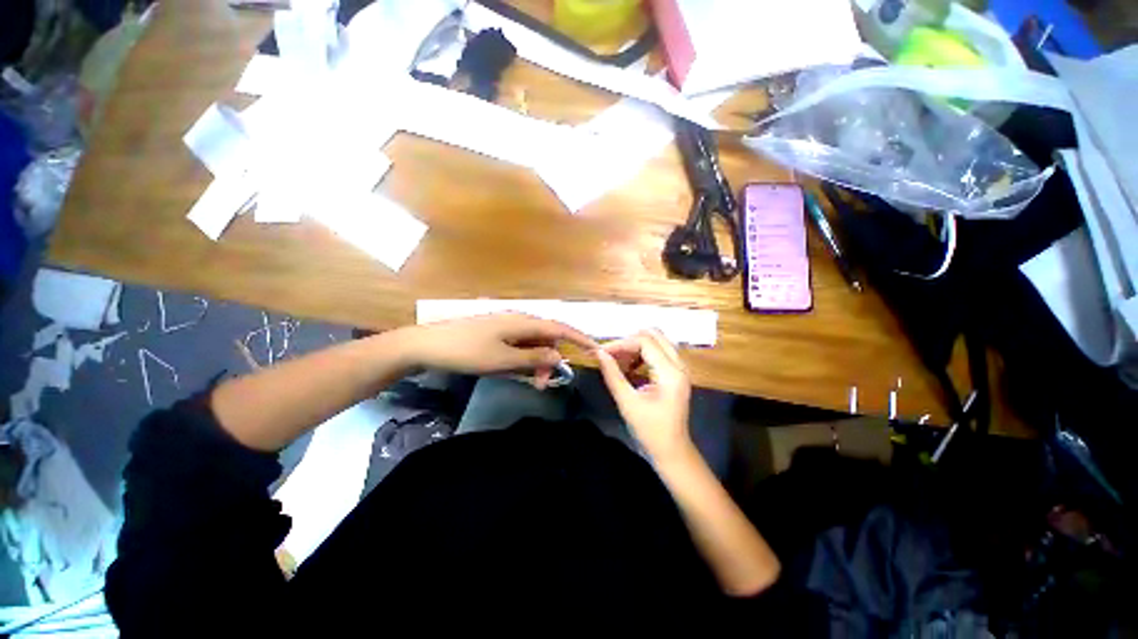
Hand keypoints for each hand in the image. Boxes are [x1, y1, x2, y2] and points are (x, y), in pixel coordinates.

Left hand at [409, 313, 595, 387]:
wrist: (427, 345)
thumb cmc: (466, 352)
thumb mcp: (502, 360)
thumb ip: (533, 358)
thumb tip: (560, 357)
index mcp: (523, 322)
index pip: (559, 328)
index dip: (579, 338)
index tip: (596, 349)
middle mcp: (519, 319)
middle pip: (547, 338)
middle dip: (551, 360)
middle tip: (542, 384)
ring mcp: (507, 325)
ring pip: (533, 343)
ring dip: (536, 361)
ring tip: (529, 381)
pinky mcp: (497, 333)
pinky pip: (520, 344)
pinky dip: (524, 358)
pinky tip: (515, 370)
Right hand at [595, 330, 691, 459]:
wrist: (672, 450)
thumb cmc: (649, 430)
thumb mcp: (627, 402)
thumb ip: (613, 374)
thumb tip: (599, 353)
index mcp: (670, 373)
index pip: (645, 342)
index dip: (621, 343)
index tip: (601, 352)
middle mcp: (679, 365)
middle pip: (654, 335)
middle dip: (629, 341)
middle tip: (611, 354)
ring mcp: (680, 368)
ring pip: (657, 341)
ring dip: (636, 346)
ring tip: (618, 360)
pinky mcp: (676, 373)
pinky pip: (659, 351)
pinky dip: (643, 354)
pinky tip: (630, 366)